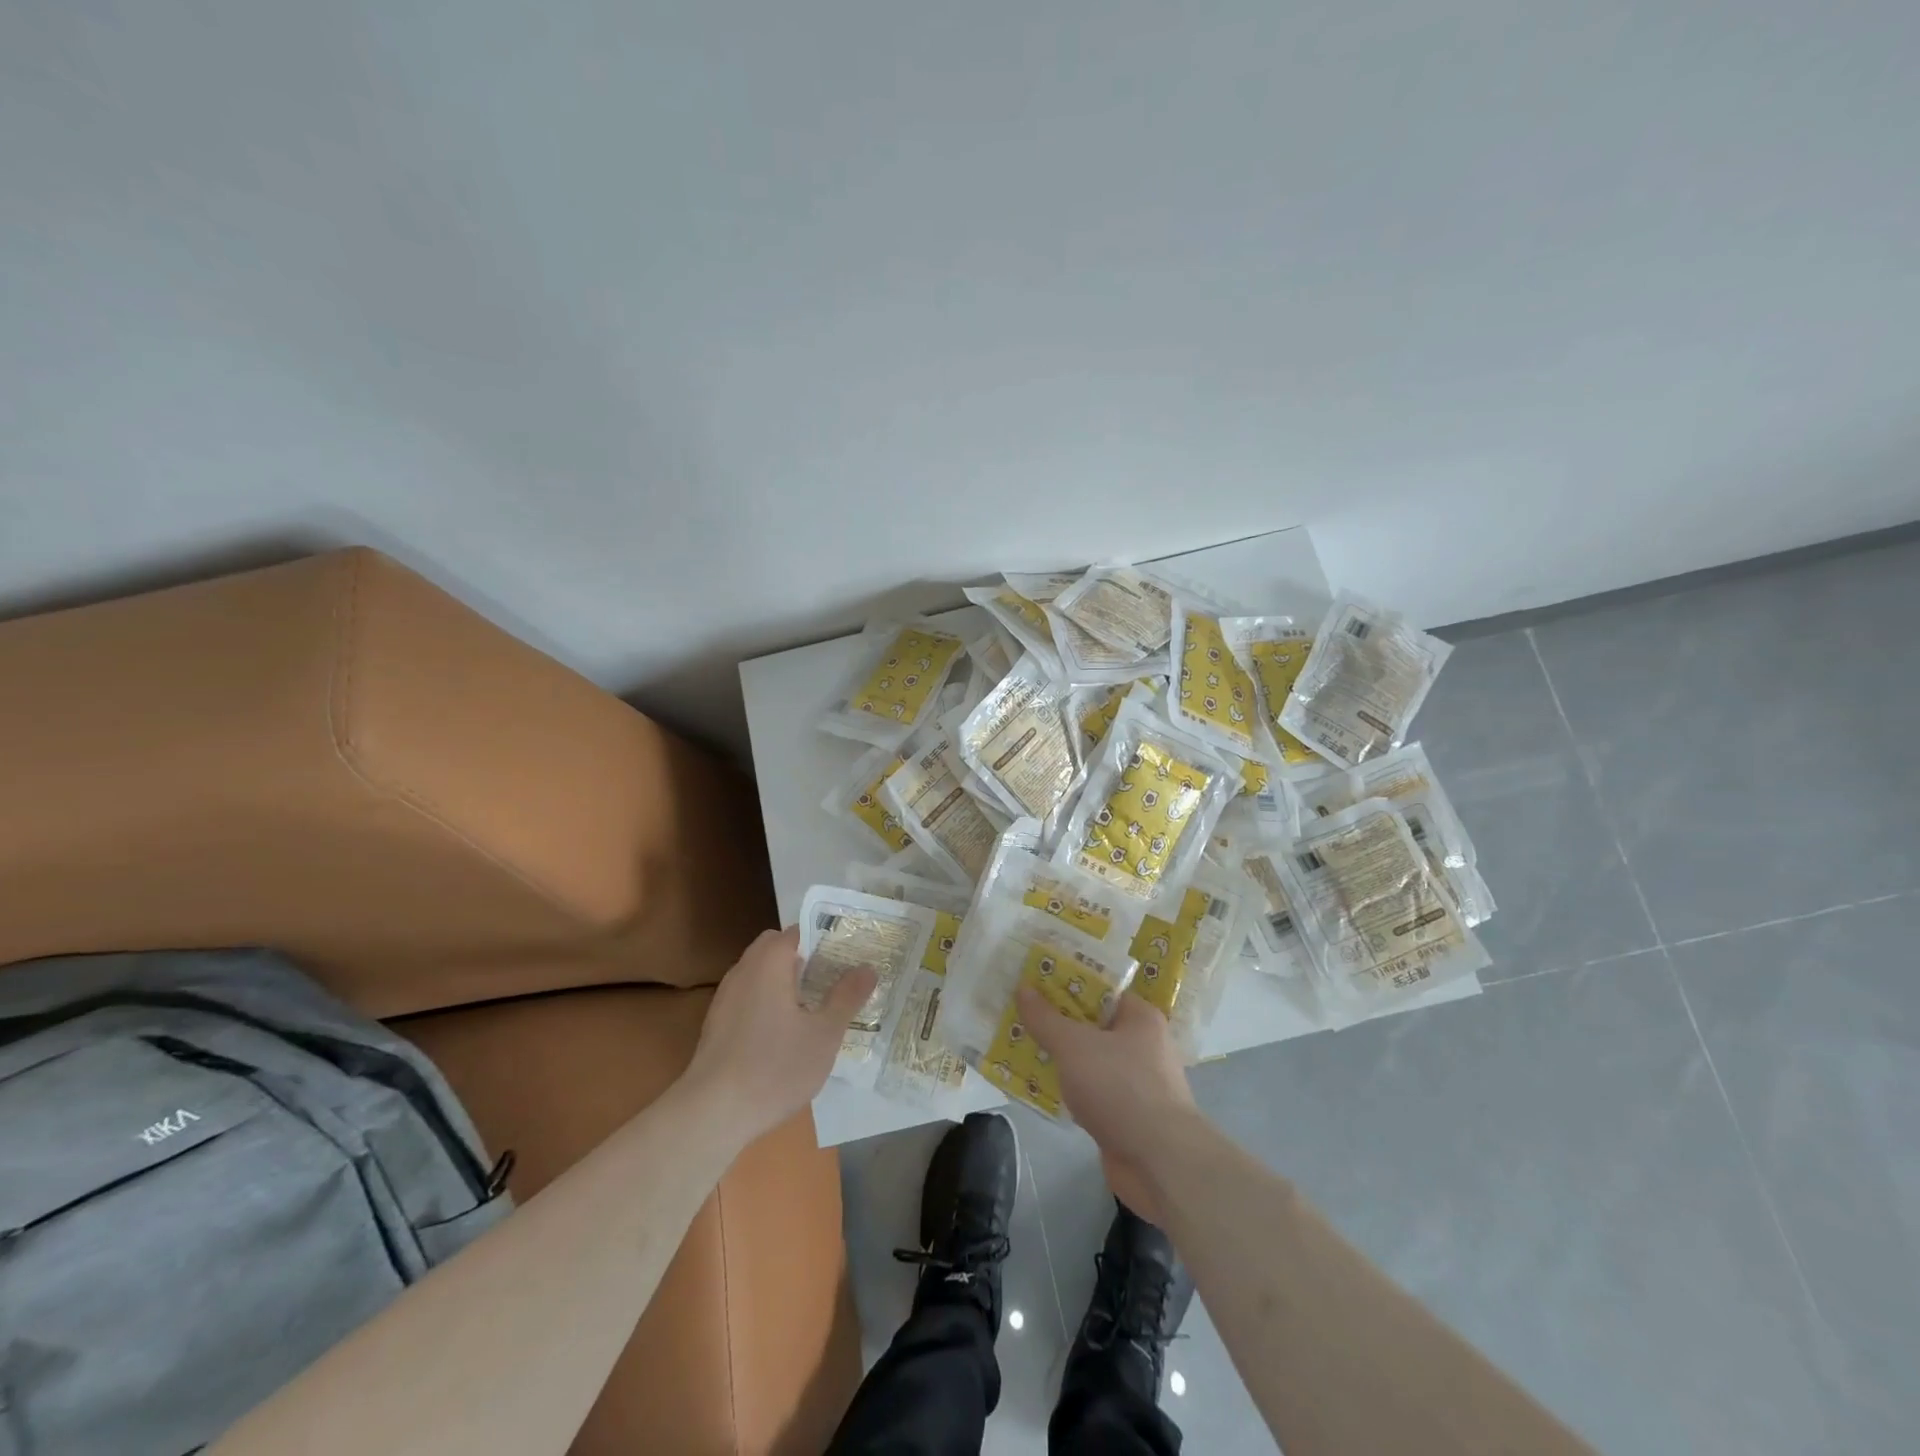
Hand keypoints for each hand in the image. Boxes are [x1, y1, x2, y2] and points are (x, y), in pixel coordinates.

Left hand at [683, 927, 875, 1147]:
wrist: (711, 1114)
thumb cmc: (774, 1067)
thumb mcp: (824, 1034)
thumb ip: (847, 997)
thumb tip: (868, 967)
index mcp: (769, 962)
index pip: (798, 931)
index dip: (824, 938)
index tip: (848, 955)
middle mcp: (744, 970)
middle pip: (775, 948)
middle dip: (804, 958)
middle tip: (832, 980)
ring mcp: (725, 997)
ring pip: (759, 973)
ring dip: (784, 980)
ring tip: (813, 1007)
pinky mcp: (716, 1024)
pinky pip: (748, 996)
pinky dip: (767, 1001)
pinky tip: (783, 1034)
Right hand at [1016, 990, 1198, 1224]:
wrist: (1160, 1164)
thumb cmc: (1121, 1088)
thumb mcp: (1075, 1046)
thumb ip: (1046, 1018)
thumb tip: (1023, 987)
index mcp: (1139, 1017)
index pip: (1099, 989)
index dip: (1065, 984)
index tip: (1033, 983)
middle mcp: (1142, 1045)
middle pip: (1091, 1024)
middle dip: (1055, 1022)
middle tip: (1018, 1015)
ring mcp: (1136, 1083)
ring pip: (1089, 1060)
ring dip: (1059, 1059)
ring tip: (1018, 1047)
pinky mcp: (1127, 1116)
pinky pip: (1090, 1092)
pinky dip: (1068, 1090)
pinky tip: (1038, 1088)